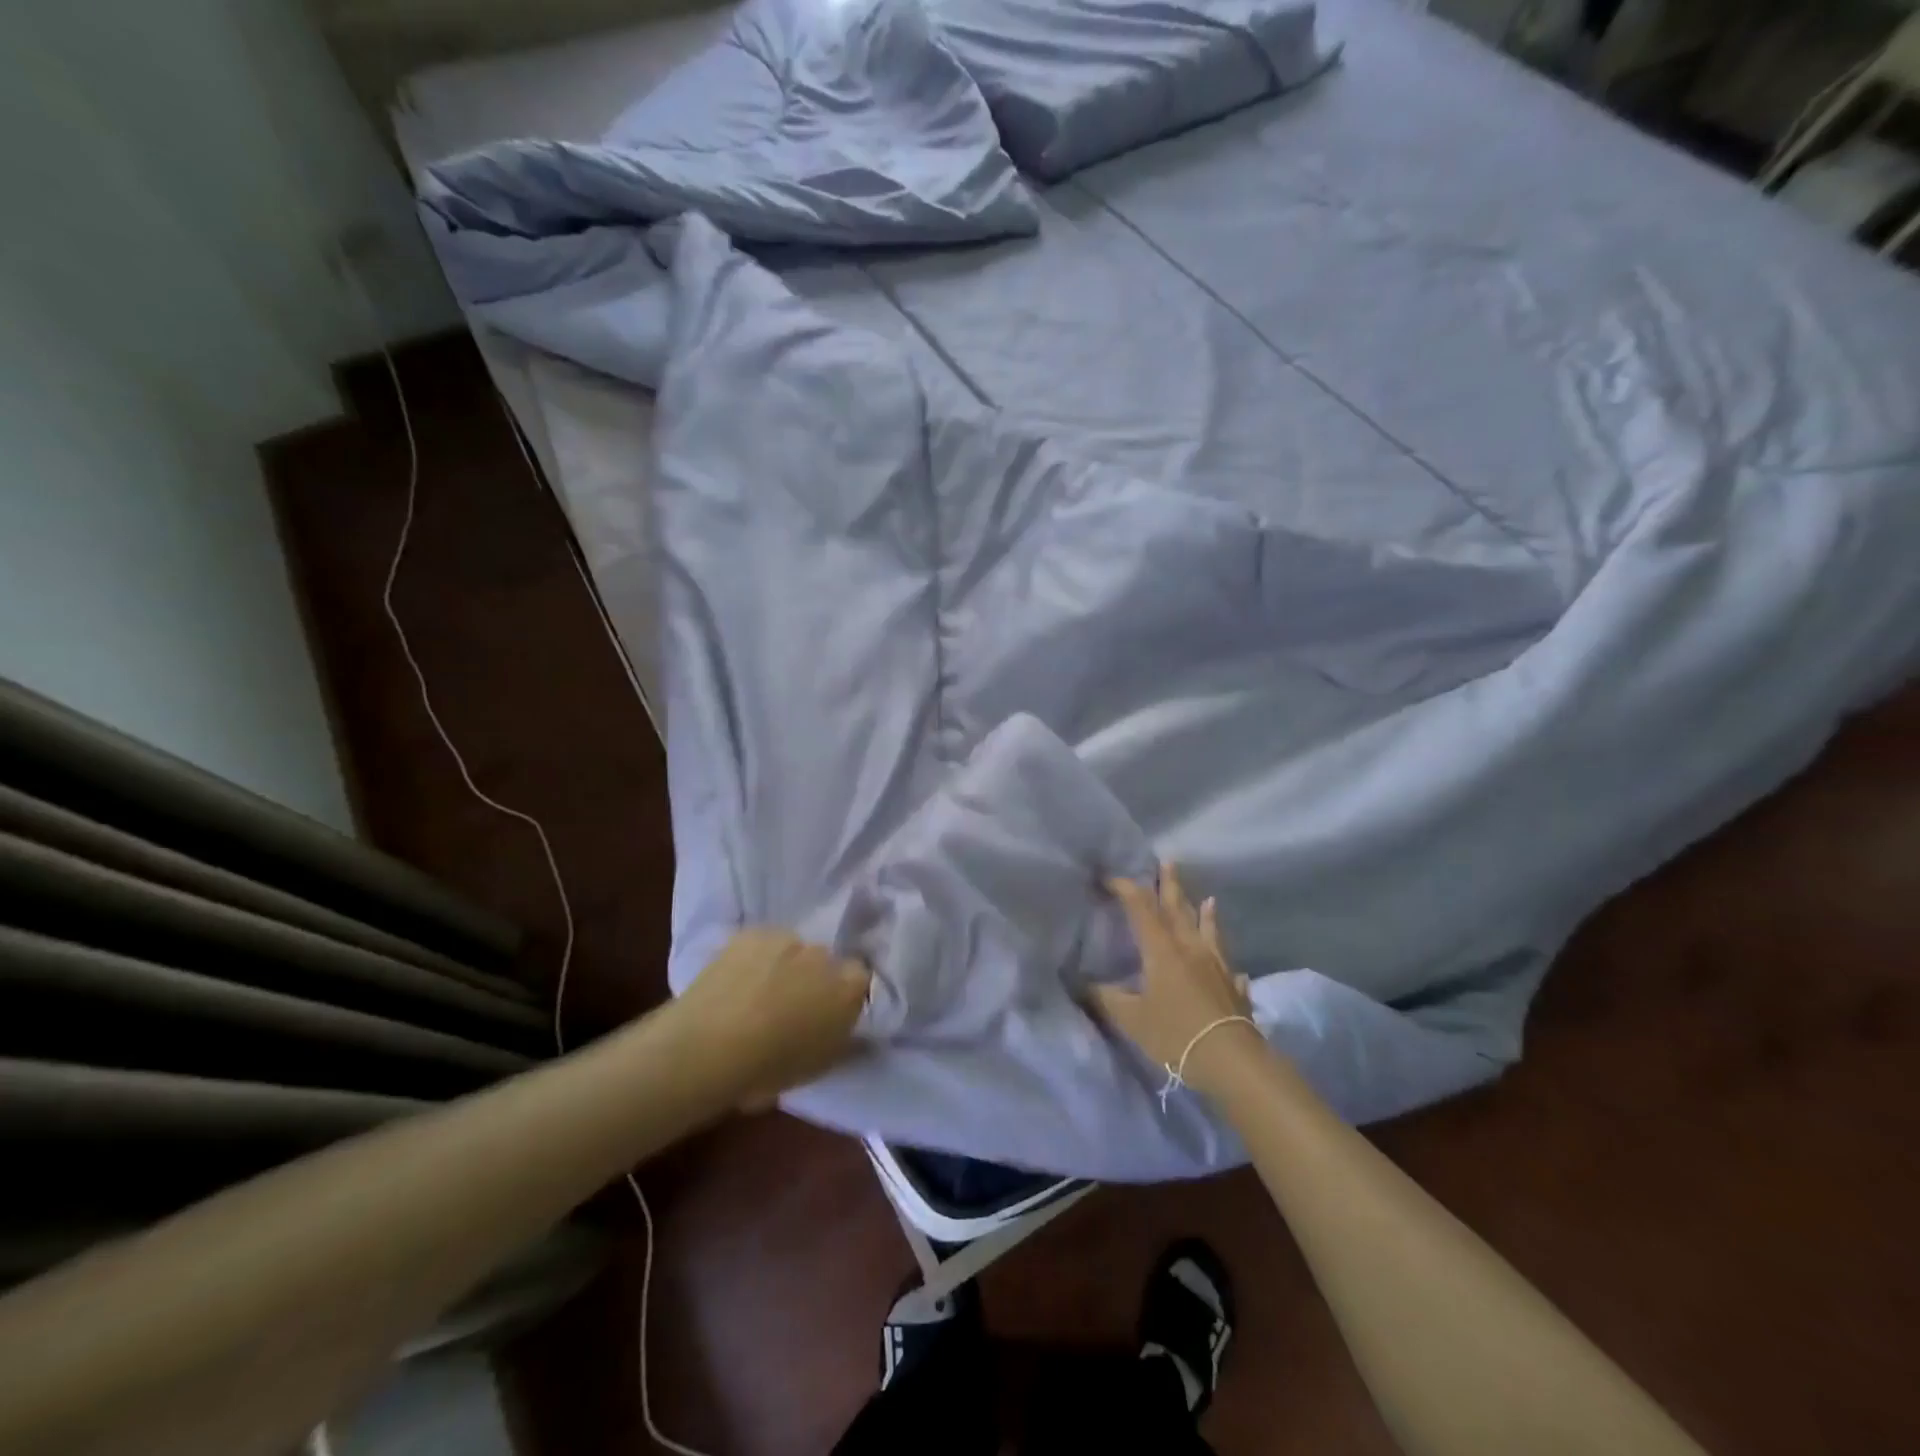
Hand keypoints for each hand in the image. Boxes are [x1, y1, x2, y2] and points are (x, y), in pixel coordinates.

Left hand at [675, 929, 870, 1106]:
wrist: (708, 1048)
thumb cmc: (770, 1068)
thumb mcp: (821, 1066)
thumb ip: (845, 1039)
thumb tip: (854, 1028)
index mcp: (849, 987)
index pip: (860, 979)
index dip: (844, 995)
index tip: (828, 1014)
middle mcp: (824, 954)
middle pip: (826, 962)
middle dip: (814, 979)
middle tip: (791, 1008)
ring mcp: (787, 939)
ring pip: (793, 950)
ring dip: (785, 966)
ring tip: (758, 994)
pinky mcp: (752, 933)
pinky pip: (762, 944)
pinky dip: (756, 958)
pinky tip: (737, 981)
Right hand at [1092, 862, 1262, 1099]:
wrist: (1231, 1060)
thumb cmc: (1175, 1034)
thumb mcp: (1131, 1018)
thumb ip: (1106, 998)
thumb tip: (1083, 984)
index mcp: (1162, 950)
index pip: (1141, 909)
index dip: (1126, 889)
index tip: (1111, 878)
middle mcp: (1190, 949)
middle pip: (1178, 910)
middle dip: (1170, 885)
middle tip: (1169, 861)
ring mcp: (1217, 967)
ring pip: (1208, 932)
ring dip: (1205, 914)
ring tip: (1209, 899)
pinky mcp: (1234, 988)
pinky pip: (1229, 966)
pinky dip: (1227, 960)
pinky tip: (1235, 967)